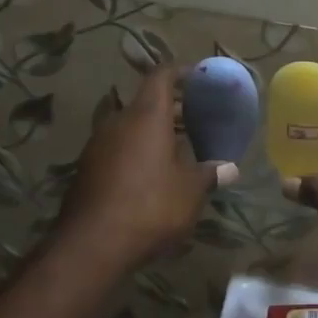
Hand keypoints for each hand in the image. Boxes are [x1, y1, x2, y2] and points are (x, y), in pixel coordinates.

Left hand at [57, 64, 234, 271]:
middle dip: (170, 106)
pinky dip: (135, 149)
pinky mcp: (87, 167)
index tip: (197, 78)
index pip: (161, 75)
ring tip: (176, 146)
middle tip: (194, 117)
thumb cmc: (150, 206)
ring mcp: (98, 143)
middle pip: (146, 101)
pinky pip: (117, 146)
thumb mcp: (190, 191)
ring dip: (151, 130)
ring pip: (129, 125)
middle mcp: (119, 120)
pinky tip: (150, 172)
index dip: (180, 72)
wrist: (91, 245)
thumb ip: (209, 174)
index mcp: (147, 115)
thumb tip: (230, 168)